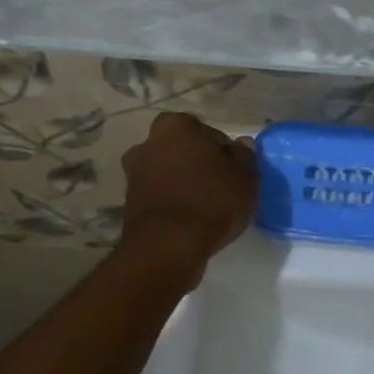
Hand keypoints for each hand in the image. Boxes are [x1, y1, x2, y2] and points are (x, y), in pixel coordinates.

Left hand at [119, 113, 257, 274]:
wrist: (167, 247)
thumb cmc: (211, 202)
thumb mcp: (245, 178)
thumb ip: (245, 157)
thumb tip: (241, 144)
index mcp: (176, 126)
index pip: (208, 133)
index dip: (224, 153)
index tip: (234, 172)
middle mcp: (149, 143)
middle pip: (183, 150)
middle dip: (198, 164)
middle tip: (219, 187)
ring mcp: (134, 173)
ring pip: (168, 172)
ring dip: (182, 183)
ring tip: (204, 207)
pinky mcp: (128, 203)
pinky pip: (158, 196)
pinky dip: (171, 202)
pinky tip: (188, 220)